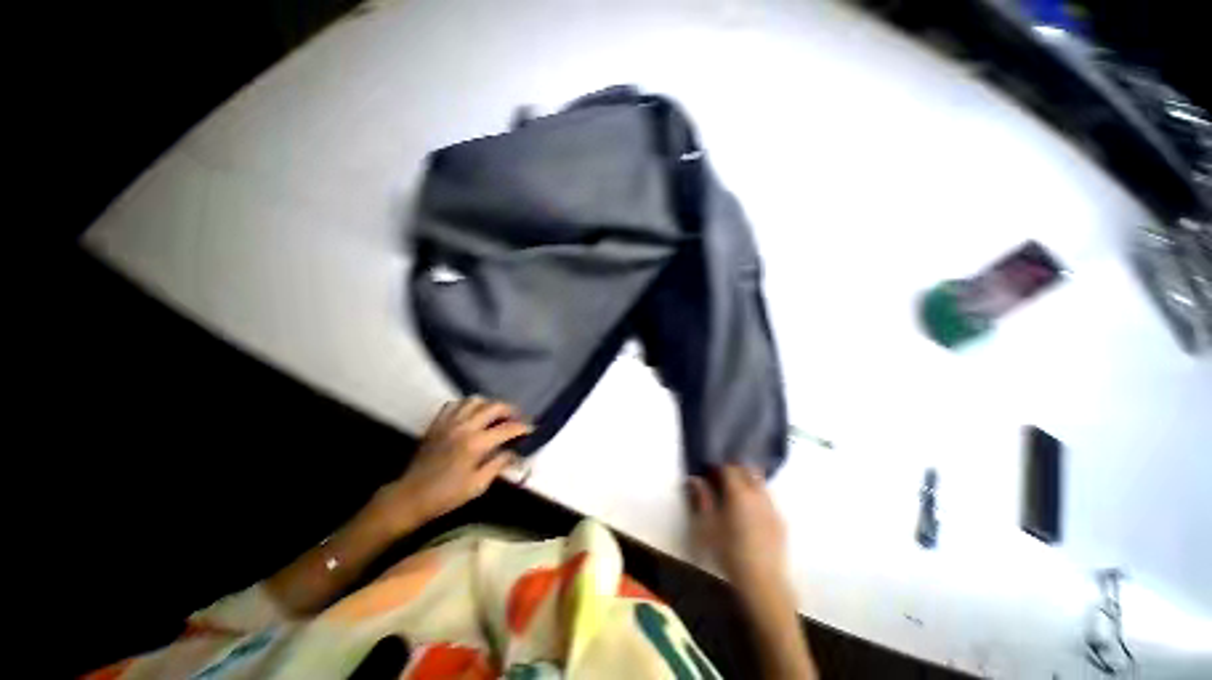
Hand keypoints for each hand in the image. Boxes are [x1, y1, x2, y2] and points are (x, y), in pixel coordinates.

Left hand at [375, 397, 531, 532]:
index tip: (531, 428)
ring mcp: (449, 423)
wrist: (410, 497)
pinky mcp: (437, 424)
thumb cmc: (446, 495)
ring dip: (488, 404)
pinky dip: (466, 405)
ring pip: (474, 400)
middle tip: (516, 417)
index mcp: (476, 443)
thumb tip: (514, 453)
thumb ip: (498, 465)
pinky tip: (470, 414)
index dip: (522, 427)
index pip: (507, 428)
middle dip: (509, 409)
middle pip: (493, 407)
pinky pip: (454, 404)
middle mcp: (465, 427)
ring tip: (495, 413)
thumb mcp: (477, 485)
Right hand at [688, 466, 786, 583]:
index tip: (709, 472)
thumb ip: (702, 498)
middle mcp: (757, 494)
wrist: (762, 581)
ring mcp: (771, 507)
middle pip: (748, 470)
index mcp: (738, 492)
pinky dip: (758, 497)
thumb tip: (694, 479)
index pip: (729, 467)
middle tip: (722, 479)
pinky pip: (768, 499)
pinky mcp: (780, 521)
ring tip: (736, 494)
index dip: (718, 467)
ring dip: (748, 481)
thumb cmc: (729, 551)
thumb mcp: (708, 525)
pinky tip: (750, 512)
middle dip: (735, 469)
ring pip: (760, 483)